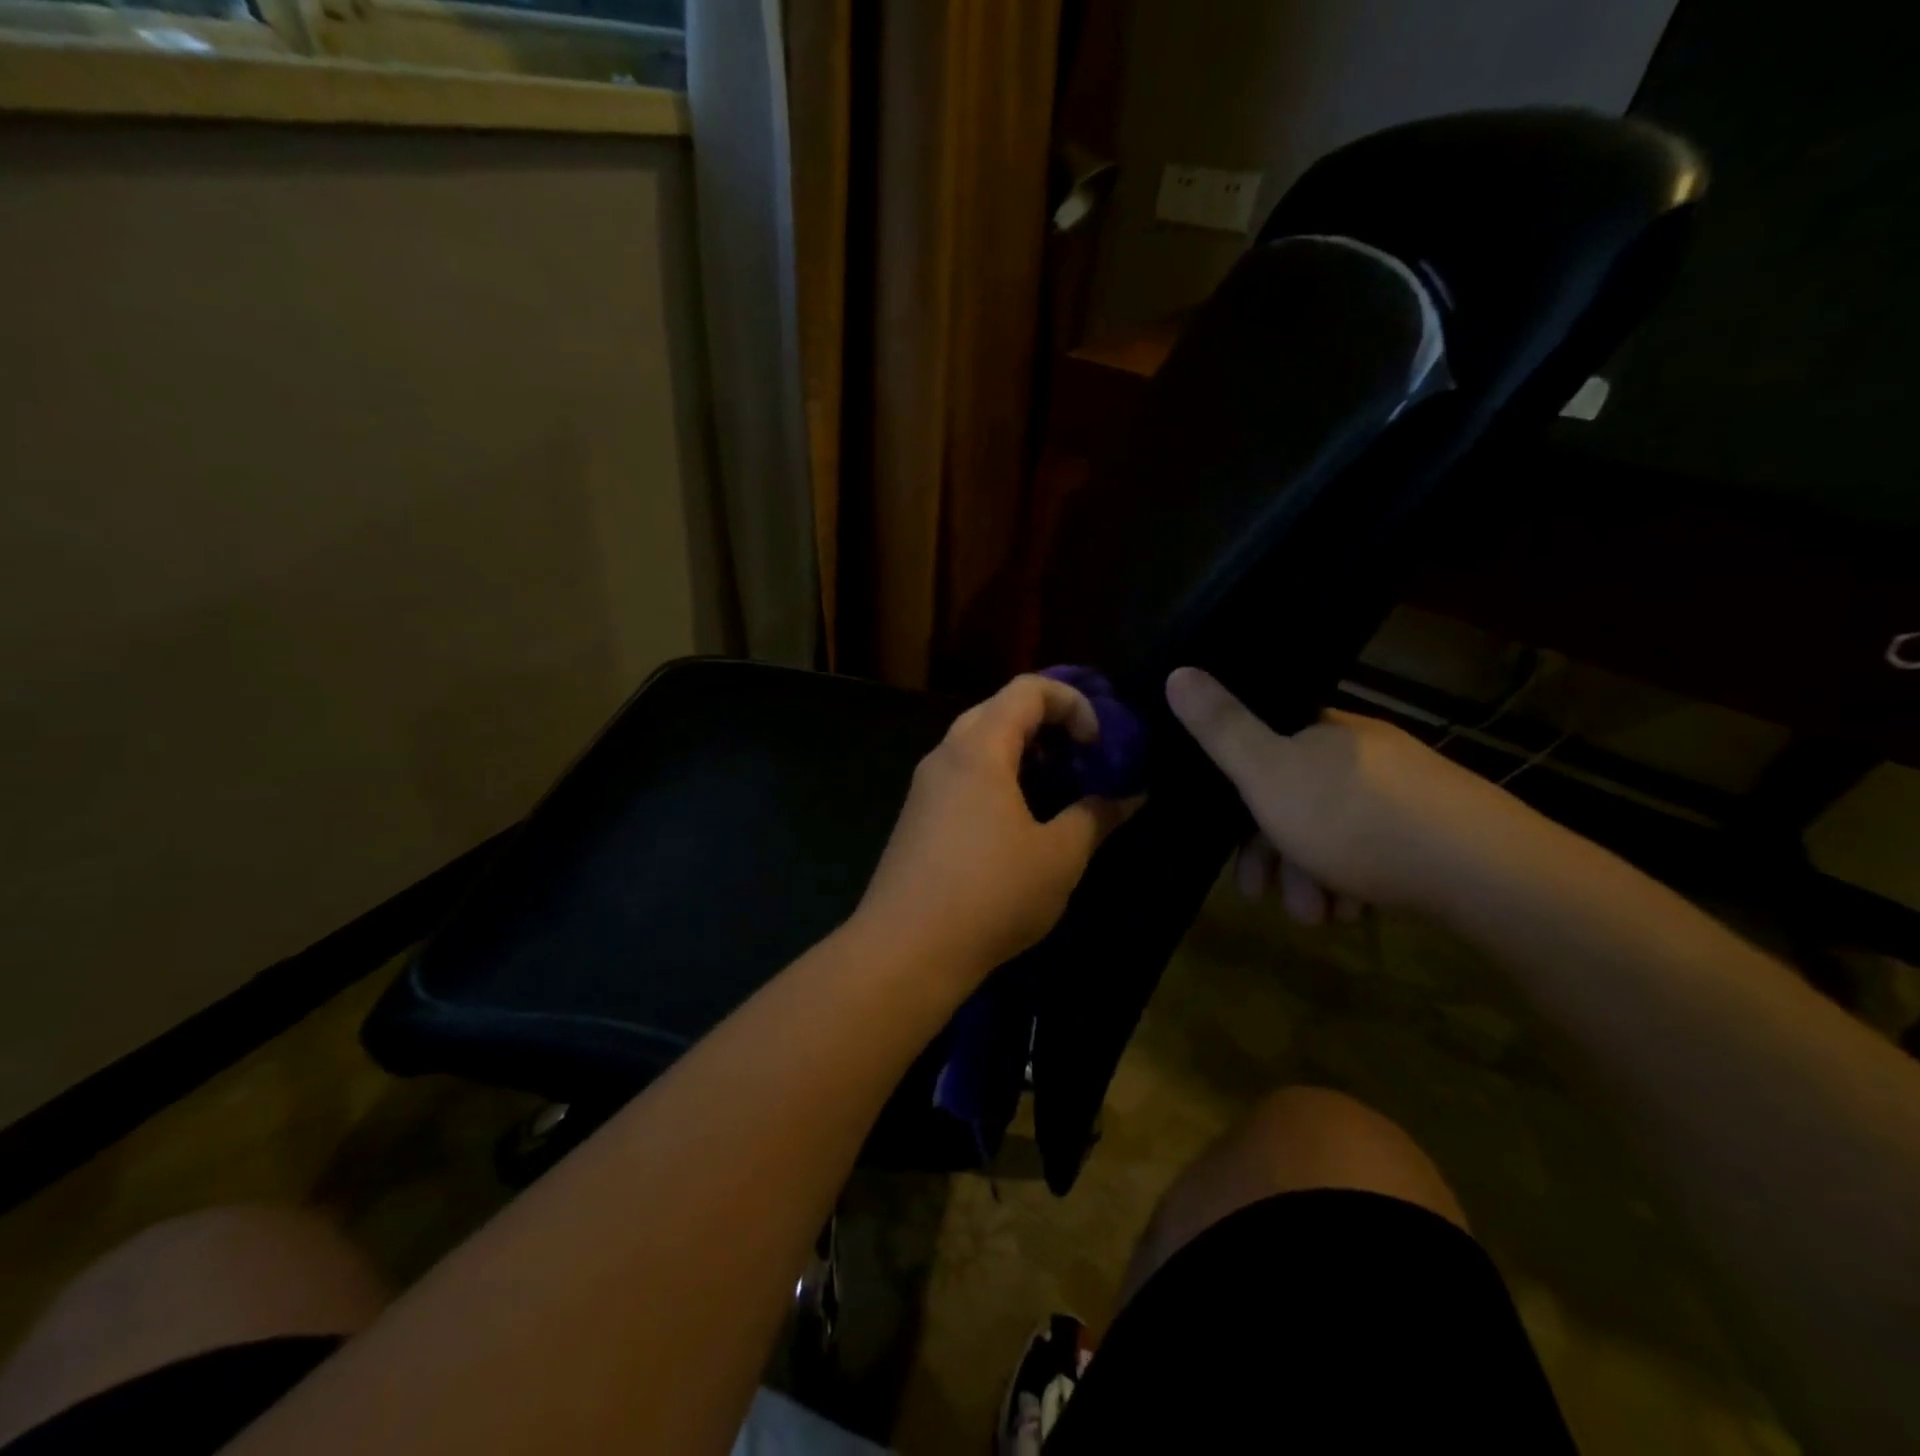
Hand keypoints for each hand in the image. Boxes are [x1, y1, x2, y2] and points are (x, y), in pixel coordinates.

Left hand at [855, 675, 1139, 985]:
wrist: (905, 950)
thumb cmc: (990, 894)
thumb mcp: (1059, 857)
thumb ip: (1096, 816)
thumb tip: (1130, 794)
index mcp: (979, 749)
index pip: (1027, 689)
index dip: (1073, 702)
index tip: (1097, 743)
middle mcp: (945, 755)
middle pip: (1000, 711)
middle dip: (1048, 727)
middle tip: (1081, 761)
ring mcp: (925, 787)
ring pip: (978, 745)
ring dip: (1023, 756)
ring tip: (1057, 793)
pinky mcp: (917, 817)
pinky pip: (963, 776)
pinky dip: (998, 780)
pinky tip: (1019, 824)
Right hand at [1165, 667, 1531, 923]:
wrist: (1484, 871)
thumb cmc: (1355, 819)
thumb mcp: (1268, 773)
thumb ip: (1221, 728)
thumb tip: (1176, 670)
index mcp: (1324, 732)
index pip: (1264, 756)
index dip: (1239, 805)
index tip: (1232, 852)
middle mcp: (1363, 754)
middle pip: (1296, 803)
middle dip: (1277, 857)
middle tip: (1270, 899)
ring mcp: (1405, 792)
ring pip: (1335, 836)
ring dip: (1313, 879)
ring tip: (1320, 917)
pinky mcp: (1438, 831)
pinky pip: (1377, 852)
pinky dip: (1356, 882)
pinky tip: (1355, 911)